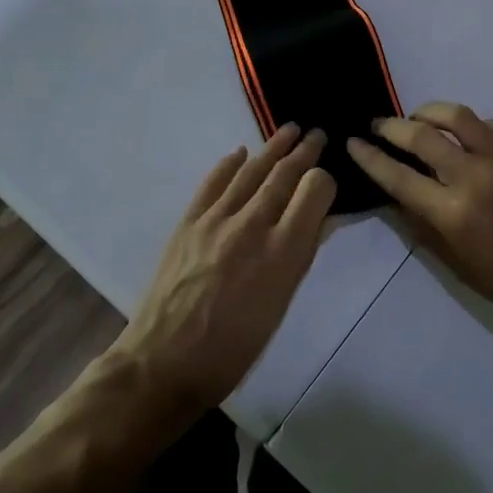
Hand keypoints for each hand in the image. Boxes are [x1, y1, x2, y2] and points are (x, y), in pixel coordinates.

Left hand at [118, 124, 336, 410]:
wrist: (165, 362)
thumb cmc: (234, 348)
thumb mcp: (281, 306)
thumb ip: (300, 256)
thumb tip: (320, 220)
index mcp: (283, 252)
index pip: (314, 191)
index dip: (325, 179)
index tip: (327, 178)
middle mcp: (252, 225)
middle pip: (284, 174)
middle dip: (304, 151)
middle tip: (316, 134)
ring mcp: (216, 219)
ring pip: (251, 170)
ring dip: (273, 147)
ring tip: (289, 130)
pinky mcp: (188, 221)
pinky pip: (213, 181)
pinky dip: (229, 164)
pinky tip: (240, 153)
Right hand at [346, 104, 492, 342]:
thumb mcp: (461, 268)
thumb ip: (424, 228)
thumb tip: (398, 197)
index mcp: (454, 214)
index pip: (397, 176)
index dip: (369, 157)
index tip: (352, 142)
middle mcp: (474, 175)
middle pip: (420, 135)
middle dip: (390, 126)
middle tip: (377, 126)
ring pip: (455, 116)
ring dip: (427, 112)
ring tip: (417, 119)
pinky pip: (488, 123)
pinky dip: (469, 126)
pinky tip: (466, 138)